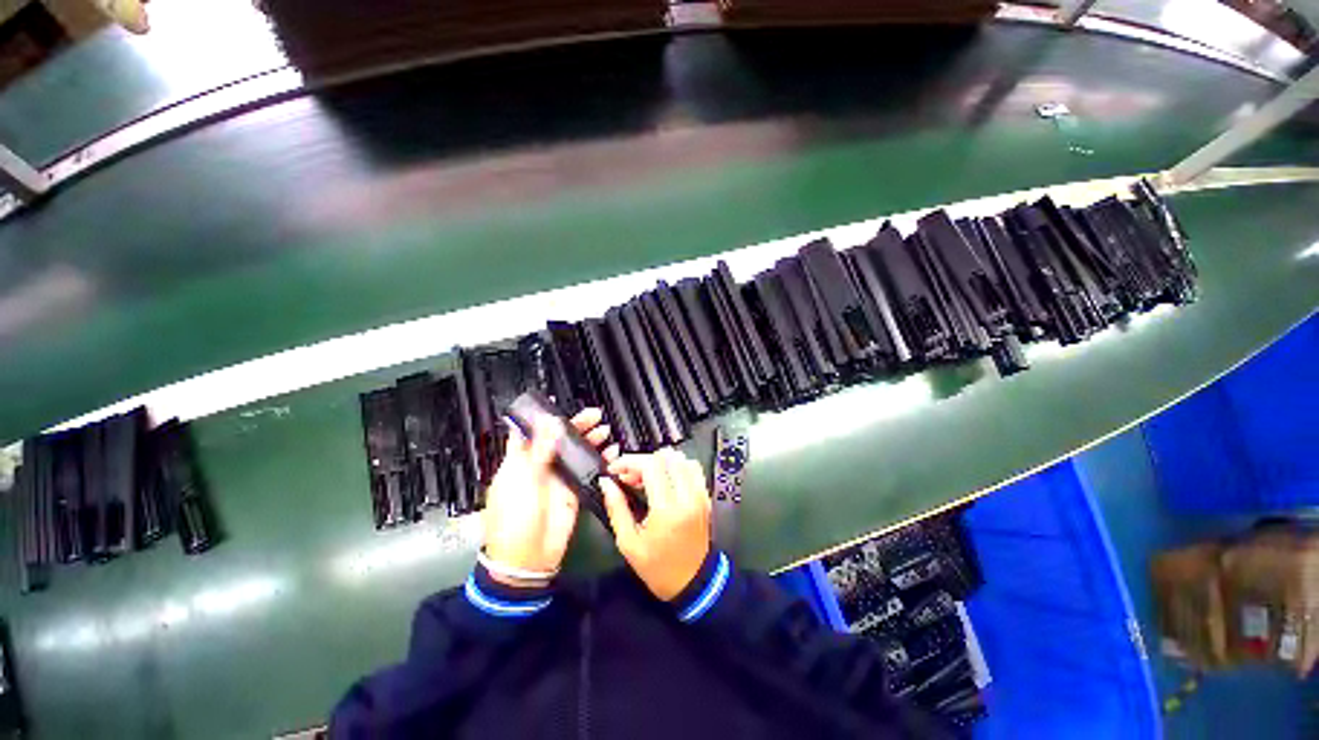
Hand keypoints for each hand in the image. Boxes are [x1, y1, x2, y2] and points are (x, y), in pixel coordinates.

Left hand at [482, 408, 617, 585]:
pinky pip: (589, 470)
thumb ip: (539, 449)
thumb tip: (550, 422)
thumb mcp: (523, 478)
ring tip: (605, 430)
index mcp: (520, 460)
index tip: (559, 404)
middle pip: (560, 439)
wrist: (527, 558)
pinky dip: (601, 461)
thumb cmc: (515, 515)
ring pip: (577, 452)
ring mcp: (559, 478)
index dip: (544, 418)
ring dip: (591, 440)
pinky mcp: (574, 491)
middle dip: (577, 425)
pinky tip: (612, 453)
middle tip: (595, 415)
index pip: (532, 432)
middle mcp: (540, 466)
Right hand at [601, 449, 710, 600]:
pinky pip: (693, 468)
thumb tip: (606, 483)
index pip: (650, 466)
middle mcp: (687, 496)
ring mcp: (699, 495)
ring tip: (647, 478)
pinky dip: (676, 466)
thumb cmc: (658, 567)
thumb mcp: (628, 542)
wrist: (693, 583)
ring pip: (681, 458)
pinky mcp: (705, 496)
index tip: (615, 469)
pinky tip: (664, 480)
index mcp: (667, 509)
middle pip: (666, 457)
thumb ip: (616, 507)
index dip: (629, 461)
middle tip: (630, 476)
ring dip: (660, 462)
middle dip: (643, 461)